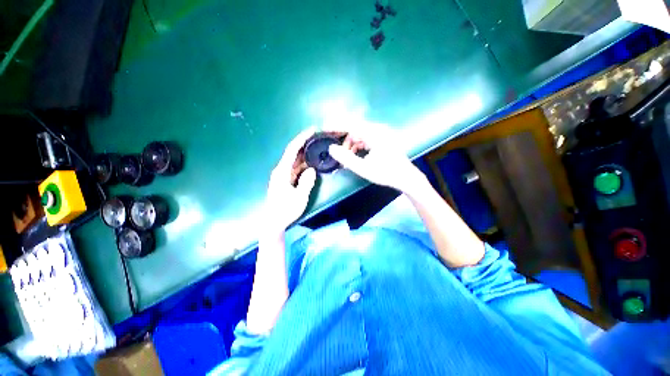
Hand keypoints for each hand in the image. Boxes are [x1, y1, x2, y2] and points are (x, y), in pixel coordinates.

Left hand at [264, 129, 316, 233]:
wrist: (274, 222)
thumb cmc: (285, 211)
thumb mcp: (299, 197)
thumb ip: (306, 182)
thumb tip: (312, 170)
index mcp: (283, 171)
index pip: (292, 149)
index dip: (302, 138)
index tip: (312, 130)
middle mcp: (281, 170)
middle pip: (293, 152)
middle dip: (305, 143)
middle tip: (318, 137)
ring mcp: (283, 175)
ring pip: (295, 160)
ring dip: (305, 152)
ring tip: (317, 145)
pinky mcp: (286, 180)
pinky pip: (296, 168)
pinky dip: (304, 163)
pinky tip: (312, 161)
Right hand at [327, 123, 423, 193]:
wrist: (405, 177)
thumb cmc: (386, 173)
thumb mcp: (364, 168)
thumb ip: (346, 158)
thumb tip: (331, 148)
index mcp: (375, 134)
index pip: (351, 125)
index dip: (336, 125)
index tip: (323, 127)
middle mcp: (378, 129)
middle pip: (354, 127)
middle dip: (341, 135)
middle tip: (330, 141)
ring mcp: (380, 133)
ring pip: (358, 133)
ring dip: (349, 143)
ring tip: (344, 155)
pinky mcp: (381, 138)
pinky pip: (364, 137)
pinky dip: (356, 145)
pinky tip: (353, 154)